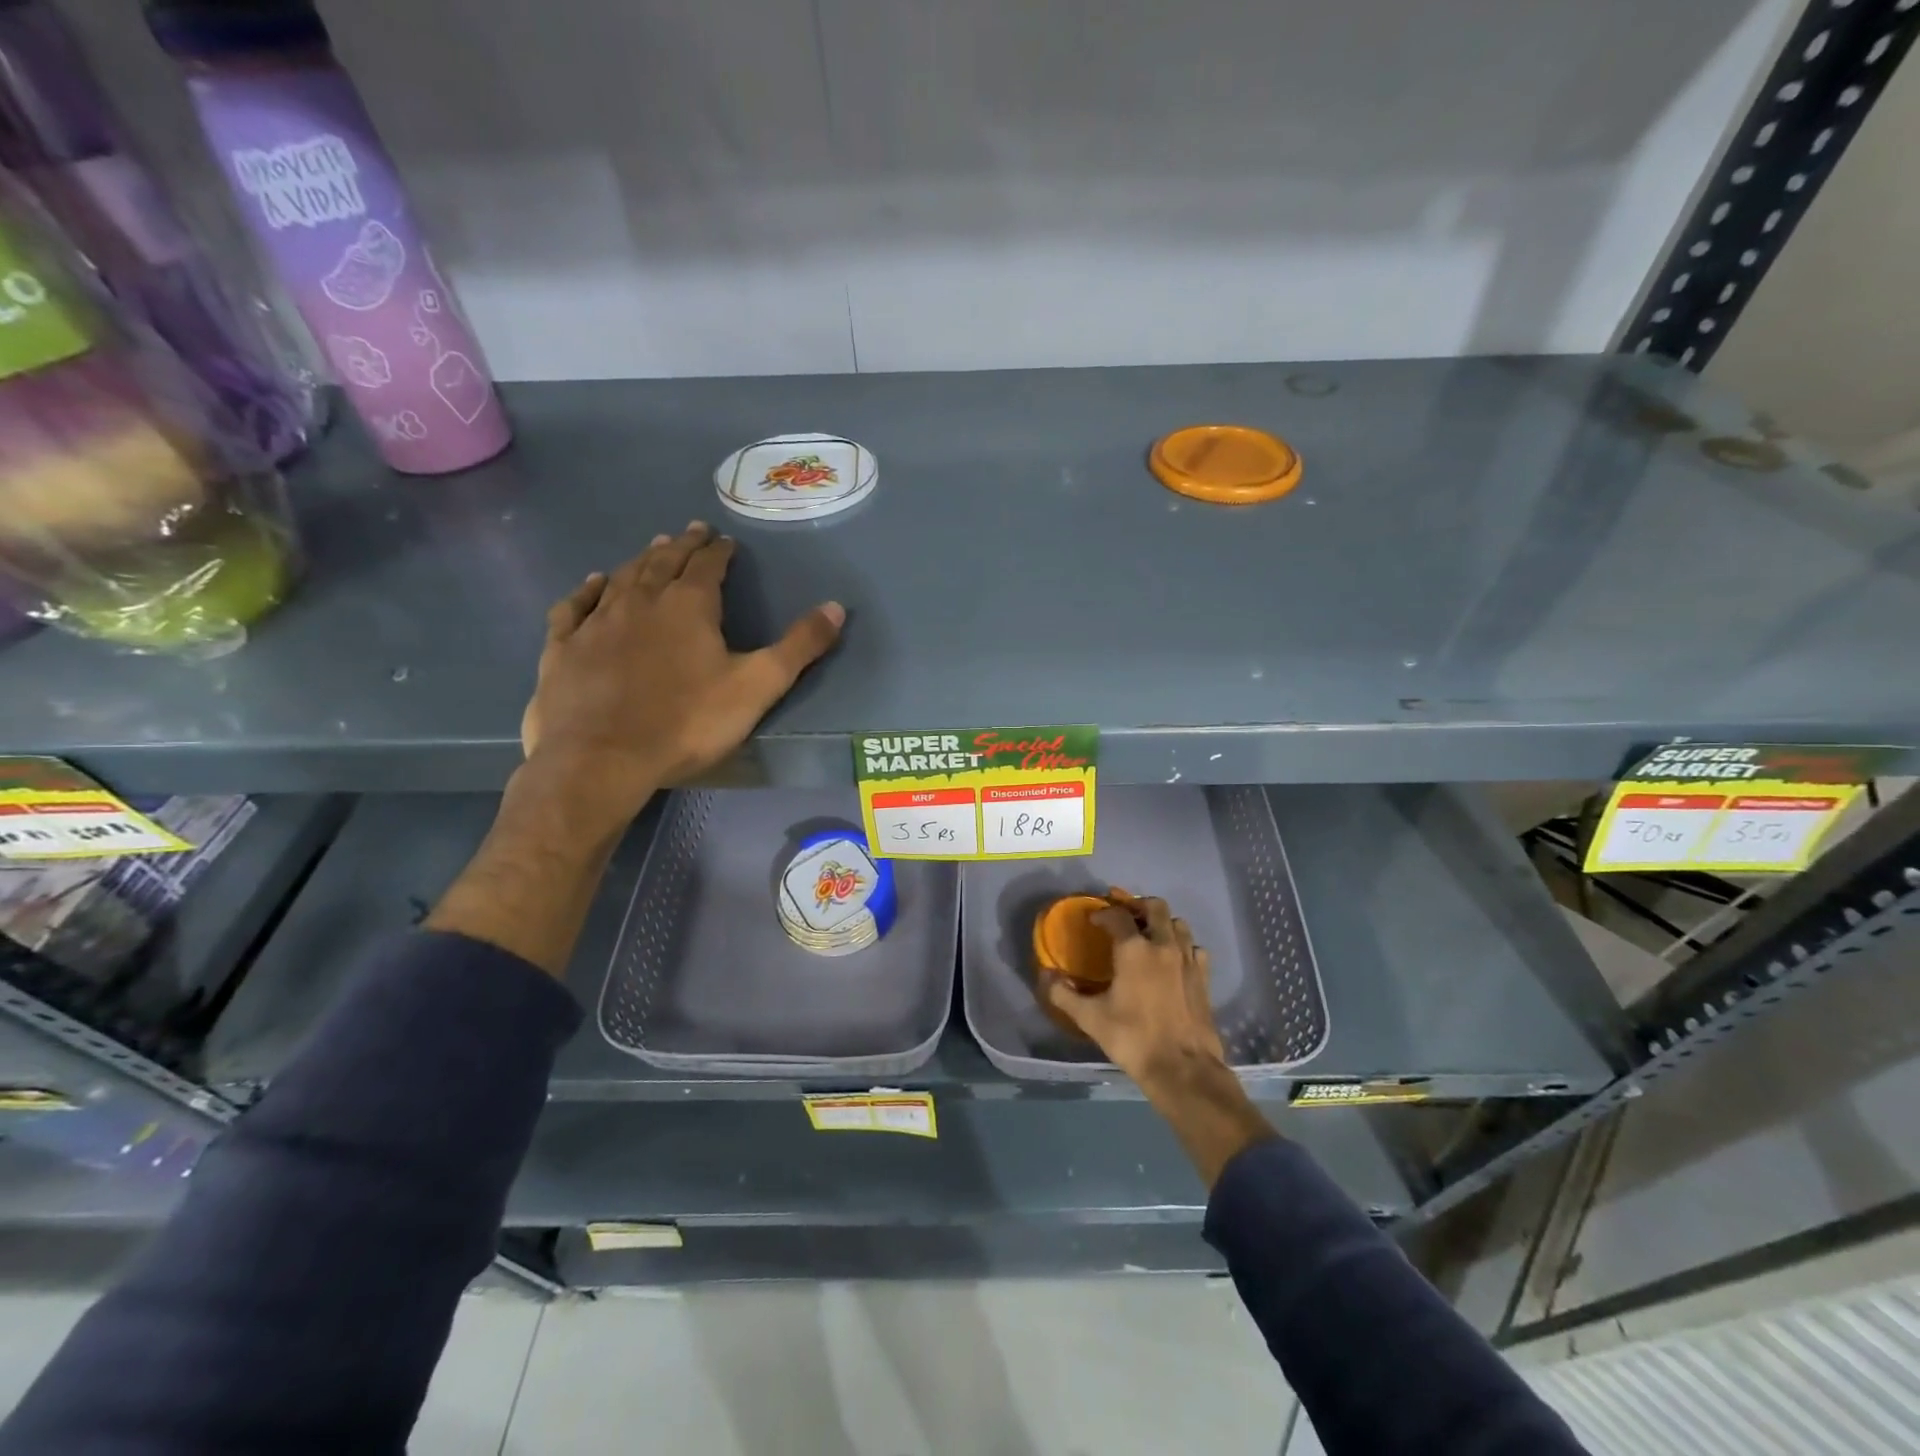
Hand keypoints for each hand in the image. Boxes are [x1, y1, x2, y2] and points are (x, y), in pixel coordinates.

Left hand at [520, 522, 843, 831]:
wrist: (601, 758)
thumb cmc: (687, 723)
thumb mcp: (757, 686)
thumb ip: (799, 647)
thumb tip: (836, 606)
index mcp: (688, 606)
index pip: (707, 565)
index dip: (719, 551)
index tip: (725, 540)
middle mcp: (641, 601)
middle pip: (663, 562)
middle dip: (682, 545)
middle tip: (691, 531)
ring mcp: (597, 622)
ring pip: (622, 578)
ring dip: (641, 560)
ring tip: (653, 548)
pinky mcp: (564, 647)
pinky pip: (576, 606)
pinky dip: (588, 590)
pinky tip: (593, 583)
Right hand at [1047, 893, 1276, 1186]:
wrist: (1182, 1069)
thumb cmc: (1132, 1039)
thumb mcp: (1090, 1018)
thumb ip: (1063, 994)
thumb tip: (1046, 976)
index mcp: (1134, 949)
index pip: (1118, 915)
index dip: (1103, 913)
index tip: (1094, 921)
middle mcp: (1163, 945)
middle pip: (1155, 906)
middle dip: (1138, 905)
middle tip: (1124, 915)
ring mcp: (1188, 959)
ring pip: (1178, 923)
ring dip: (1162, 923)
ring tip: (1148, 934)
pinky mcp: (1204, 977)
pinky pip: (1195, 948)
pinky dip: (1183, 946)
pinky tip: (1173, 960)